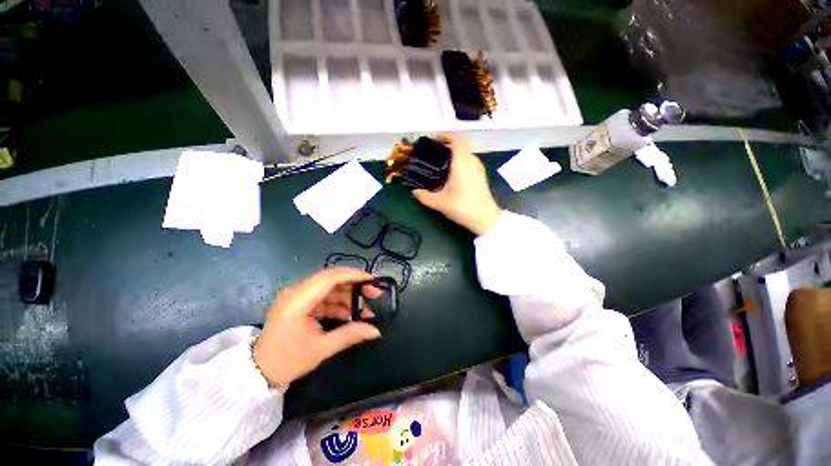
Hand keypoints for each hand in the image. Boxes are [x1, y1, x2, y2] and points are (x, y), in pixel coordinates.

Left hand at [252, 268, 381, 387]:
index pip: (329, 278)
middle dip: (355, 285)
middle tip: (374, 293)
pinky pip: (324, 298)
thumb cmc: (287, 361)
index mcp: (298, 301)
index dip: (353, 275)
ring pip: (330, 289)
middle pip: (331, 280)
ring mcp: (298, 297)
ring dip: (349, 296)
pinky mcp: (301, 303)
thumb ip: (350, 335)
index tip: (372, 279)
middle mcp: (297, 293)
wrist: (259, 372)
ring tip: (367, 308)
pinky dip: (339, 304)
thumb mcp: (321, 348)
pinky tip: (352, 314)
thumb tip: (376, 331)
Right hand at [413, 134, 501, 235]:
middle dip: (447, 147)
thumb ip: (424, 196)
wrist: (485, 219)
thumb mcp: (440, 202)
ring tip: (440, 166)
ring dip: (454, 156)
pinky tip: (451, 176)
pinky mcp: (481, 177)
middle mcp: (472, 161)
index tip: (434, 140)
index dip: (445, 136)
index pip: (457, 139)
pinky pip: (469, 163)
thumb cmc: (462, 206)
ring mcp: (478, 169)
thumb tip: (414, 192)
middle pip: (461, 146)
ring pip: (465, 155)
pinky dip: (460, 163)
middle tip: (433, 155)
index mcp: (462, 162)